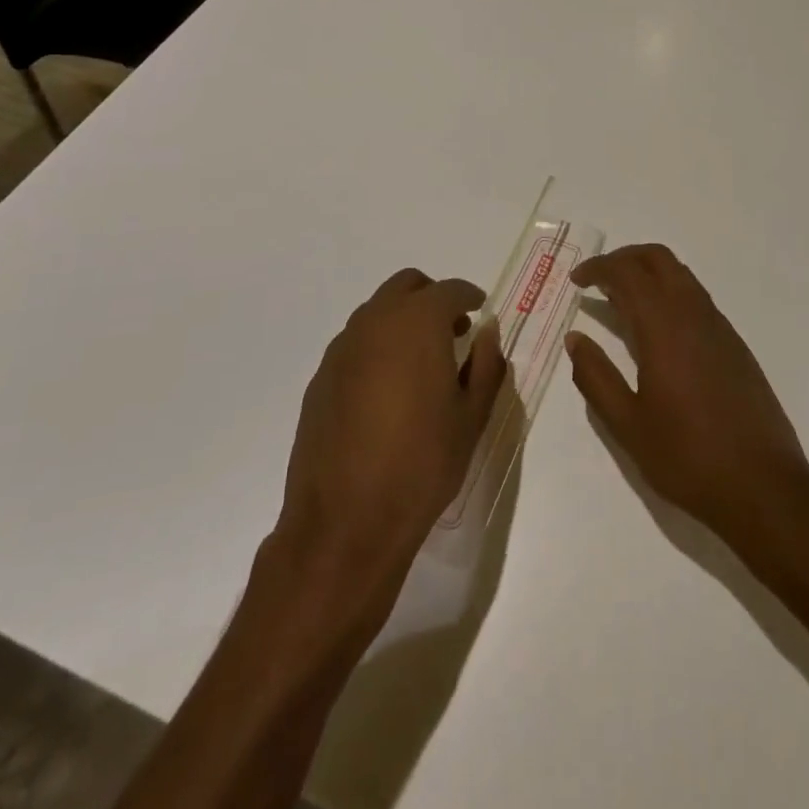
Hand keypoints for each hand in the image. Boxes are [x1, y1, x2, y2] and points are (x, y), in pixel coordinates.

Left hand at [277, 269, 505, 592]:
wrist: (345, 523)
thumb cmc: (422, 465)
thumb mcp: (471, 417)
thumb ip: (486, 364)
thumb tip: (488, 332)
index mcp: (417, 324)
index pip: (450, 290)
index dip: (470, 297)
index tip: (480, 312)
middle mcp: (375, 323)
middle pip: (406, 286)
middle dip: (432, 298)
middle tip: (453, 331)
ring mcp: (342, 349)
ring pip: (377, 312)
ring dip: (403, 321)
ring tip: (422, 363)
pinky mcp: (321, 378)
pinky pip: (356, 344)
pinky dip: (378, 348)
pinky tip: (388, 391)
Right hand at [564, 245, 808, 553]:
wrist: (763, 486)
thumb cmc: (688, 457)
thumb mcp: (628, 425)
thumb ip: (596, 377)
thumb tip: (575, 339)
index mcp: (664, 328)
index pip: (627, 273)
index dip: (598, 268)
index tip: (576, 280)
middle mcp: (694, 314)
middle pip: (658, 259)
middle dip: (624, 258)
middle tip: (597, 279)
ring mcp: (720, 327)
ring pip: (681, 275)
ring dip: (648, 273)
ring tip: (621, 301)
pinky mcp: (735, 344)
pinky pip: (697, 298)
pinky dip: (669, 293)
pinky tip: (657, 329)